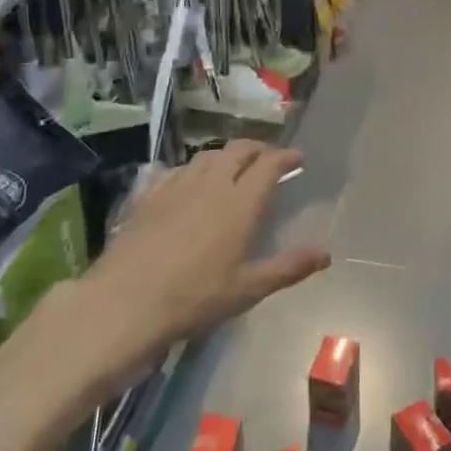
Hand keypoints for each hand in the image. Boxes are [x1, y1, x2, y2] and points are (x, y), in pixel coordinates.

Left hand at [95, 141, 331, 342]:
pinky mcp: (149, 196)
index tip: (298, 158)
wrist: (125, 302)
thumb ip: (289, 267)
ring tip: (234, 167)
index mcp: (240, 202)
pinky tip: (189, 182)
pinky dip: (193, 169)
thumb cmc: (195, 297)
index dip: (286, 156)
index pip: (269, 164)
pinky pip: (176, 170)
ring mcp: (176, 186)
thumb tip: (325, 254)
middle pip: (238, 150)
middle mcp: (211, 184)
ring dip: (227, 155)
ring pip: (207, 156)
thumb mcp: (248, 289)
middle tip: (269, 158)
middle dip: (258, 148)